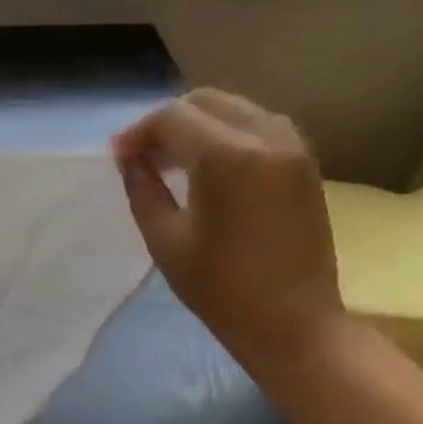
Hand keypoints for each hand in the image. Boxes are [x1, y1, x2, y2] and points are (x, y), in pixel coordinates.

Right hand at [111, 89, 345, 374]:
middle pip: (206, 102)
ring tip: (172, 161)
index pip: (172, 118)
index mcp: (227, 156)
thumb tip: (130, 158)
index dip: (138, 132)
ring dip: (198, 124)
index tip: (117, 157)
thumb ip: (143, 188)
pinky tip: (208, 166)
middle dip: (167, 122)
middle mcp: (266, 137)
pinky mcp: (305, 163)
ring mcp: (293, 147)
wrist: (293, 322)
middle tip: (141, 155)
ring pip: (235, 109)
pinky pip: (260, 126)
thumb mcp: (164, 239)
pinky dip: (228, 133)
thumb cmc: (219, 287)